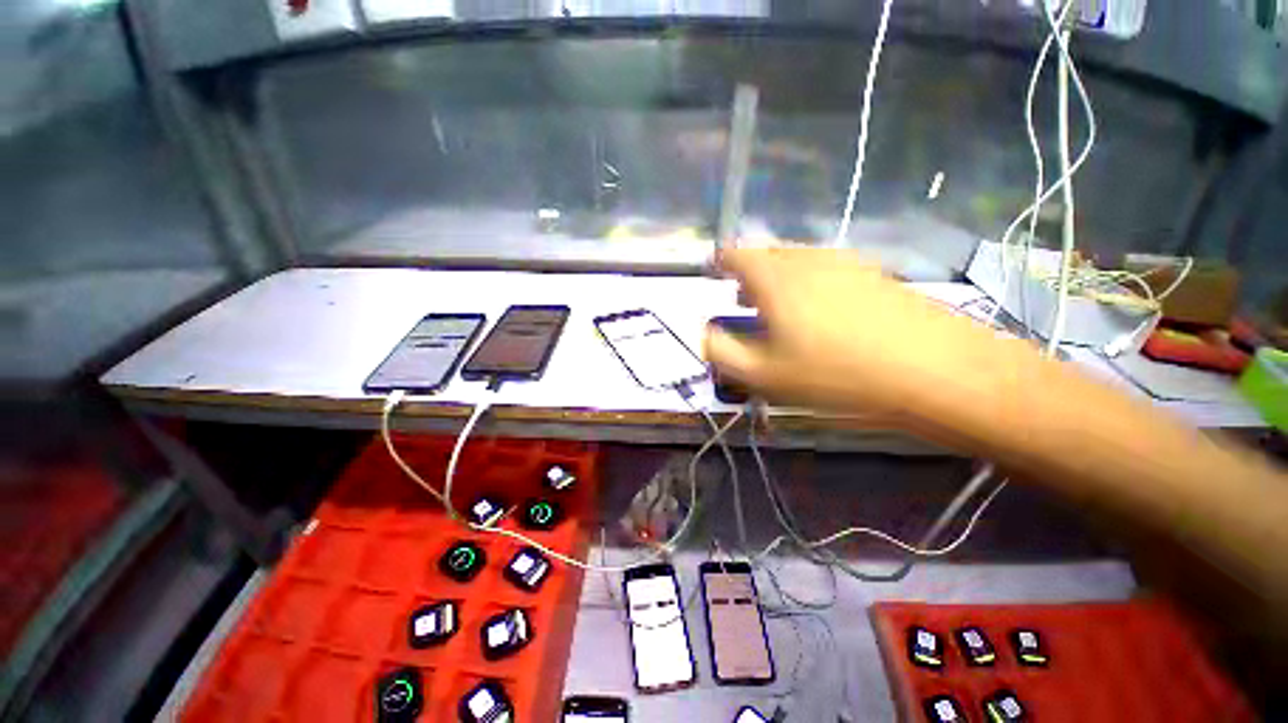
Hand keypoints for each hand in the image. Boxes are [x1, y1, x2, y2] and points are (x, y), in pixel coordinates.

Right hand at [704, 248, 1011, 423]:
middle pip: (765, 255)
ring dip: (777, 278)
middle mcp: (807, 259)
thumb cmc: (835, 375)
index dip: (719, 262)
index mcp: (775, 278)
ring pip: (796, 261)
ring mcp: (843, 262)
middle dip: (747, 274)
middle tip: (741, 300)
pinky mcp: (871, 273)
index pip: (735, 254)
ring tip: (775, 306)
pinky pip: (824, 268)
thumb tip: (704, 332)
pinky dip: (806, 281)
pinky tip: (817, 310)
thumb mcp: (764, 375)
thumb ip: (722, 351)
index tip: (713, 274)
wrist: (934, 370)